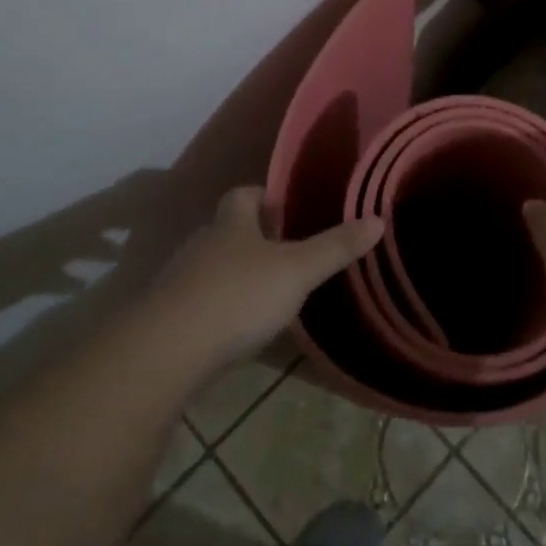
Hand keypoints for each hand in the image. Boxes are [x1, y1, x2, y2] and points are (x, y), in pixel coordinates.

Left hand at [148, 187, 381, 370]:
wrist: (167, 351)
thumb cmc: (238, 296)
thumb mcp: (297, 271)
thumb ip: (335, 247)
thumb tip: (377, 218)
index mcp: (231, 223)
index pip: (243, 194)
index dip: (264, 198)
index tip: (287, 211)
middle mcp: (202, 243)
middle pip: (227, 230)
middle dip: (253, 238)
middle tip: (287, 254)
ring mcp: (180, 281)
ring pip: (212, 266)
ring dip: (236, 274)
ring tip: (268, 294)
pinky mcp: (169, 317)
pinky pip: (200, 302)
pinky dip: (220, 308)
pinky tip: (238, 329)